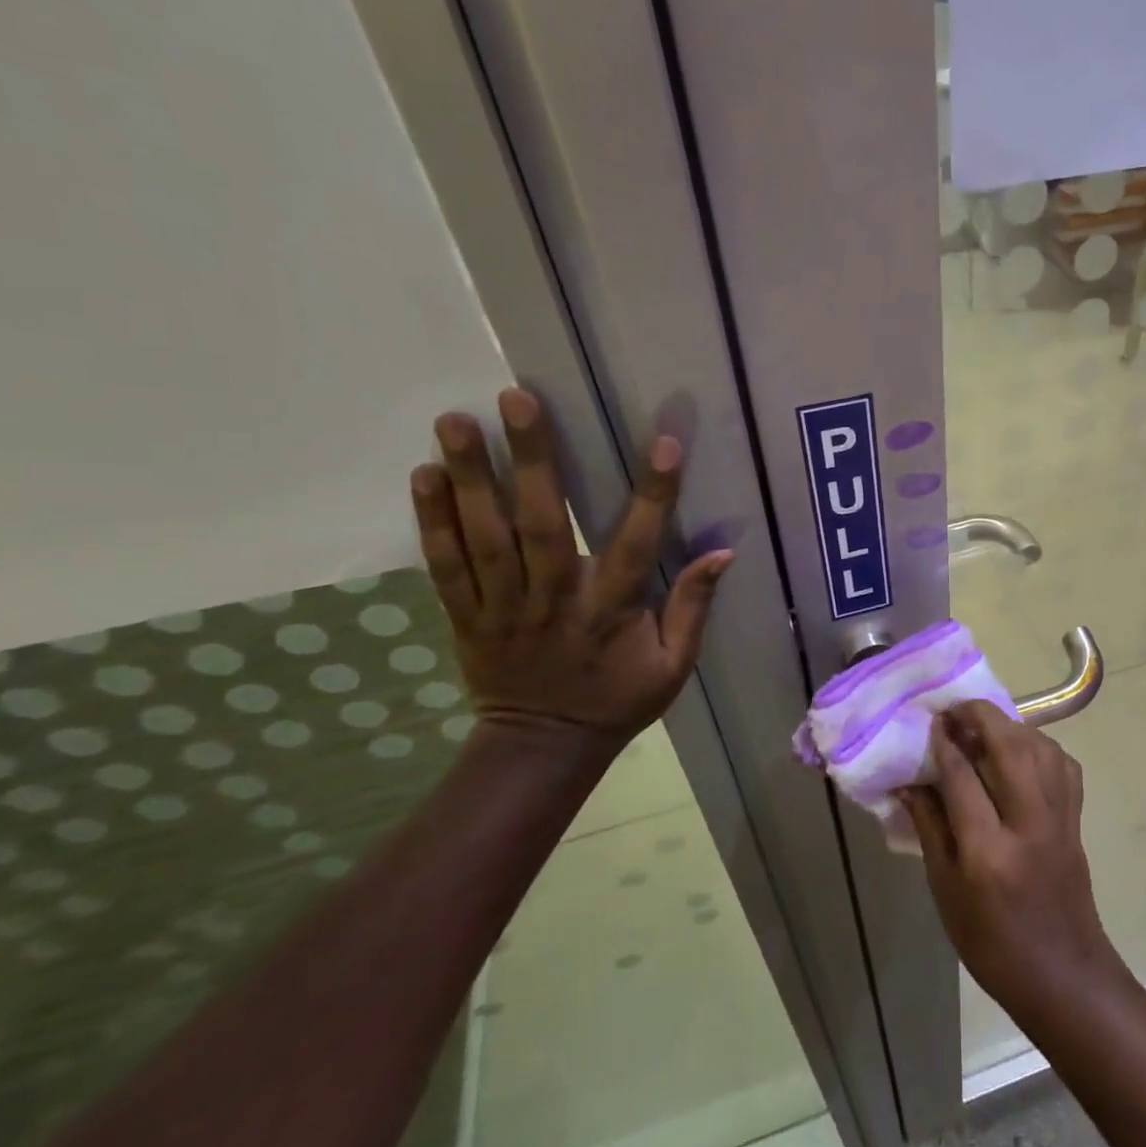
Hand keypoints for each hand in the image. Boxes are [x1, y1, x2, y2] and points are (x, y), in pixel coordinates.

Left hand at [410, 387, 731, 748]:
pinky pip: (445, 566)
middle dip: (531, 460)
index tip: (662, 443)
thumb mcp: (675, 666)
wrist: (543, 747)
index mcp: (611, 611)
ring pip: (484, 537)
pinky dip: (432, 522)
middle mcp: (554, 600)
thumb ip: (693, 607)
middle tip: (518, 399)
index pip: (636, 544)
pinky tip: (422, 476)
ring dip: (469, 478)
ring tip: (455, 420)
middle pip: (542, 525)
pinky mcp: (467, 616)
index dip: (652, 495)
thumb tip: (723, 553)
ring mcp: (503, 607)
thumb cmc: (618, 701)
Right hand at [902, 702, 1128, 1023]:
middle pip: (1010, 748)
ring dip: (1011, 725)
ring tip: (984, 724)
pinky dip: (1039, 745)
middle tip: (956, 709)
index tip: (931, 720)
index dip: (944, 742)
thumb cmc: (992, 943)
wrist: (1062, 973)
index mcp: (988, 851)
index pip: (963, 777)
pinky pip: (1062, 764)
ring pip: (1040, 748)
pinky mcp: (1076, 819)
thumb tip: (910, 781)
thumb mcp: (946, 891)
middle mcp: (1029, 824)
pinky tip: (1020, 750)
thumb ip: (930, 828)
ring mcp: (1060, 818)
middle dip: (981, 717)